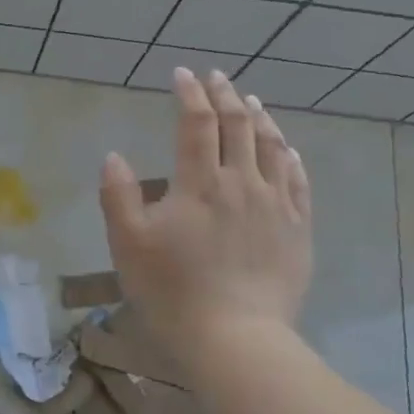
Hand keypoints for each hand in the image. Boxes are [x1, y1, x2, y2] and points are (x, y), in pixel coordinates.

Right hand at [100, 67, 312, 349]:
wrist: (235, 338)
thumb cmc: (172, 291)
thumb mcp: (128, 244)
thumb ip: (118, 195)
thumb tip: (115, 156)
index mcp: (199, 183)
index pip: (197, 122)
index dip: (190, 94)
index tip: (182, 75)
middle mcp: (242, 182)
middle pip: (237, 126)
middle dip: (225, 95)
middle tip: (216, 77)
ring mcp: (276, 205)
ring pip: (272, 147)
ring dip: (259, 118)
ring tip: (251, 102)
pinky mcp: (298, 229)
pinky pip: (298, 181)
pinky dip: (290, 156)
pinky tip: (286, 149)